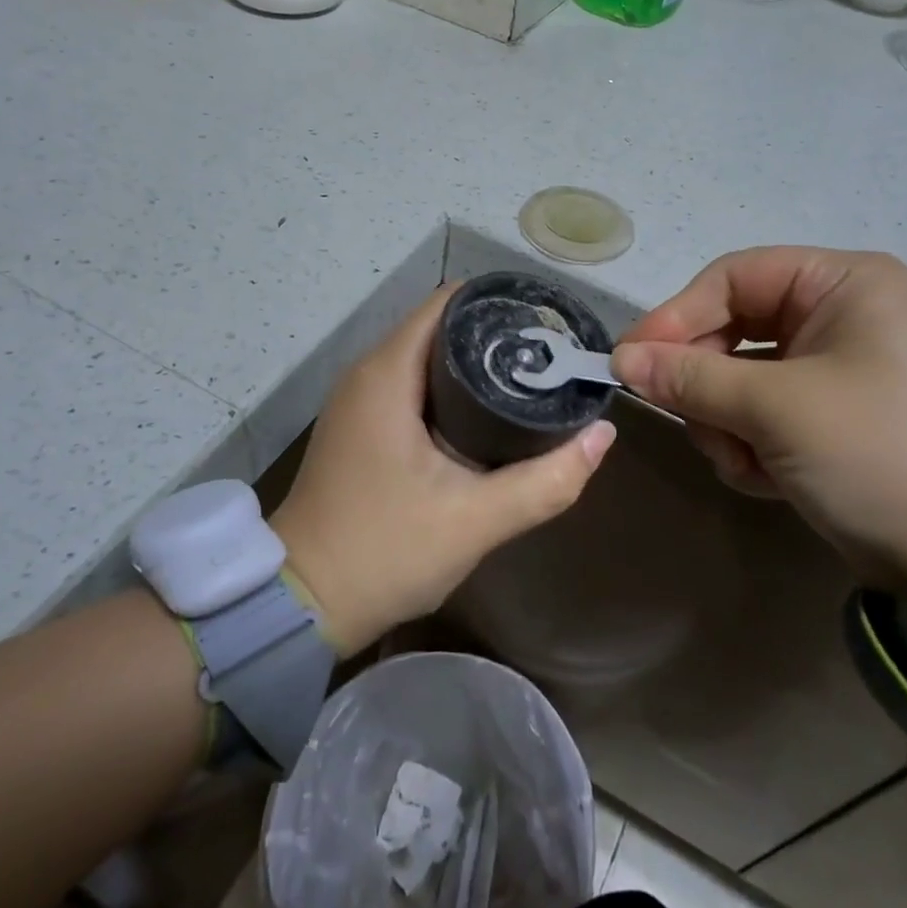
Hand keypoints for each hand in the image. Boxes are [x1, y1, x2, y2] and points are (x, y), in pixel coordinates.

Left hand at [271, 287, 616, 653]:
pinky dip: (450, 390)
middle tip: (549, 359)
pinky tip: (487, 416)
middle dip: (494, 337)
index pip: (447, 304)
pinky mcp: (361, 429)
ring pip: (426, 360)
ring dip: (473, 366)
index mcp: (387, 374)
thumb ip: (547, 480)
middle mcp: (368, 374)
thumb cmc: (384, 551)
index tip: (545, 327)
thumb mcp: (476, 520)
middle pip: (440, 328)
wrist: (303, 604)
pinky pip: (412, 387)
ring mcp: (360, 402)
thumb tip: (603, 435)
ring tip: (530, 381)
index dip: (498, 305)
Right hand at [612, 247, 906, 592]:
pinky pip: (769, 415)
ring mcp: (843, 371)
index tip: (628, 361)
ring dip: (730, 423)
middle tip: (690, 422)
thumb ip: (690, 378)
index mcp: (845, 283)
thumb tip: (621, 359)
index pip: (733, 278)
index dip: (676, 316)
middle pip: (735, 330)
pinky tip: (771, 480)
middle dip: (709, 384)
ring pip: (744, 379)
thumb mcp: (776, 408)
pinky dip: (756, 445)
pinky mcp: (839, 421)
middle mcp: (845, 316)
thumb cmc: (879, 452)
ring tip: (747, 464)